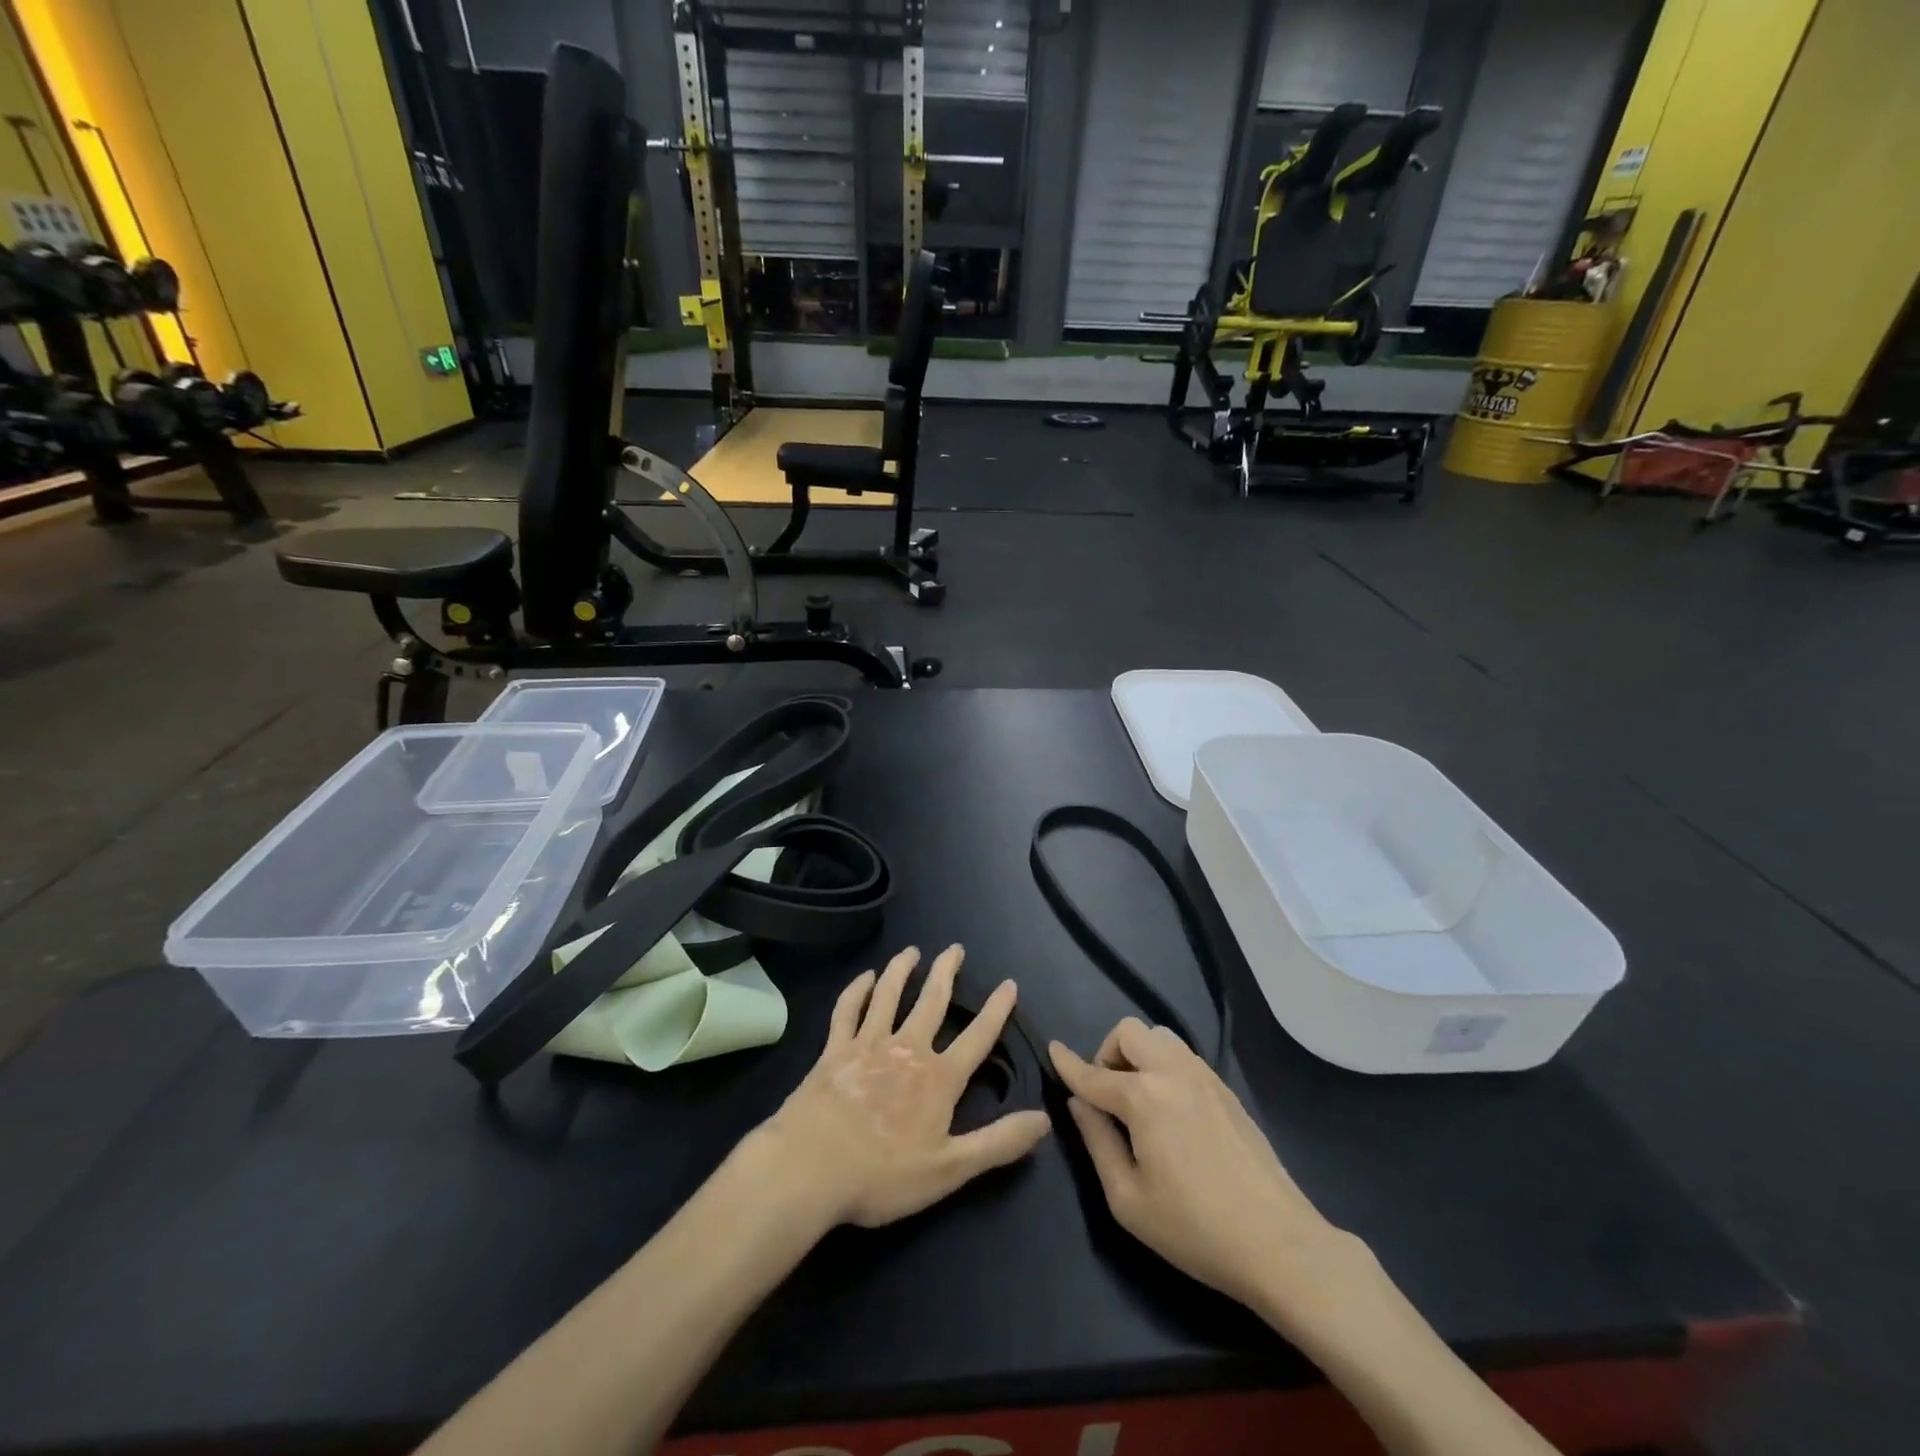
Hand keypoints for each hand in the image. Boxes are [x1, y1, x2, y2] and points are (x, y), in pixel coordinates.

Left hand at [752, 945, 1050, 1229]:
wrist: (810, 1168)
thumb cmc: (883, 1175)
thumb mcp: (950, 1169)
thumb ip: (999, 1142)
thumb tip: (1044, 1118)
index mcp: (938, 1078)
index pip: (977, 1037)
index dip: (997, 1010)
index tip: (1009, 983)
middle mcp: (907, 1049)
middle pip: (932, 1001)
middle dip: (946, 972)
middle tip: (955, 948)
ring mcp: (868, 1044)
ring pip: (889, 995)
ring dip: (902, 970)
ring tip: (912, 951)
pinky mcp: (835, 1049)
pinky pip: (848, 1010)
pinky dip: (857, 990)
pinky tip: (864, 977)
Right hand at [1049, 1018, 1370, 1329]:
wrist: (1278, 1243)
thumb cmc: (1194, 1228)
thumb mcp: (1128, 1199)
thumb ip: (1097, 1141)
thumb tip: (1079, 1103)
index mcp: (1144, 1097)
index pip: (1093, 1073)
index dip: (1067, 1063)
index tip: (1052, 1050)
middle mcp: (1172, 1072)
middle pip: (1129, 1032)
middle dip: (1108, 1054)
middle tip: (1108, 1096)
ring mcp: (1204, 1076)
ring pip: (1159, 1036)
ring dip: (1139, 1055)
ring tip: (1139, 1100)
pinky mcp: (1226, 1089)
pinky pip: (1183, 1056)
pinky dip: (1164, 1065)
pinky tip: (1170, 1109)